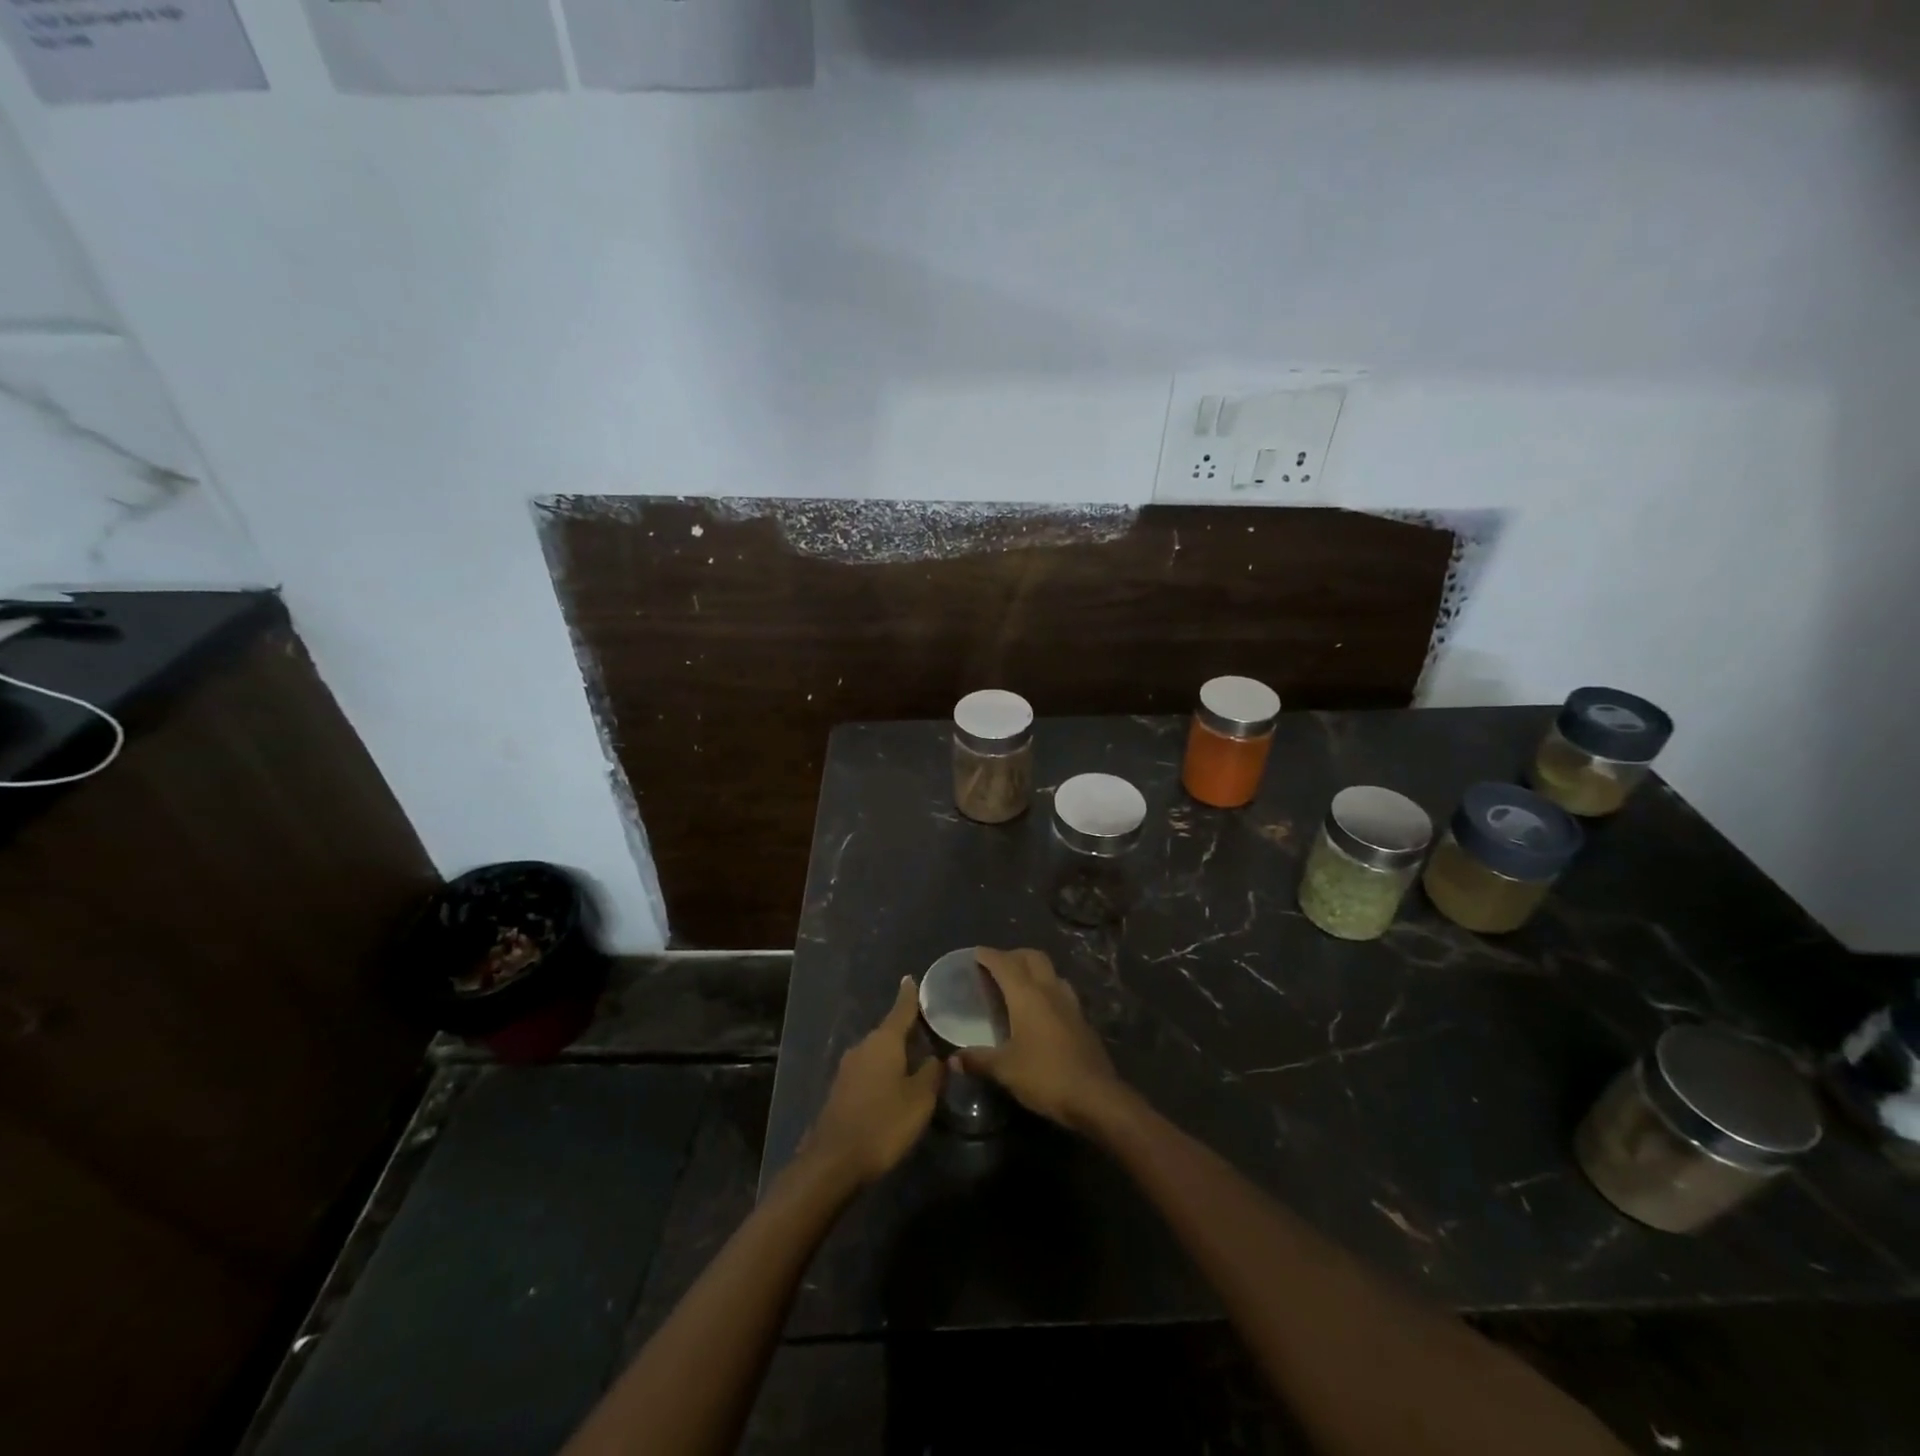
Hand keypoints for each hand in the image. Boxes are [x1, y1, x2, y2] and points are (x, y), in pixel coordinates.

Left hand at [801, 976, 943, 1186]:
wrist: (834, 1161)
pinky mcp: (841, 1089)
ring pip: (878, 1052)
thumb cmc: (883, 1124)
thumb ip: (932, 1074)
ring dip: (895, 1053)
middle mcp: (863, 1046)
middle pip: (889, 1031)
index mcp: (884, 1041)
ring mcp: (848, 1068)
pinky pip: (868, 1070)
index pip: (901, 1009)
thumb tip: (938, 1057)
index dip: (909, 995)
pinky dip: (883, 1070)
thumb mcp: (920, 1100)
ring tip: (916, 1058)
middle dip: (907, 1030)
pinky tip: (895, 1083)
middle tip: (929, 1029)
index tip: (911, 978)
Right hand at [958, 948, 1127, 1131]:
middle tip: (996, 967)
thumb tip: (952, 1060)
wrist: (1095, 1096)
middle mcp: (1049, 990)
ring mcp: (1070, 1003)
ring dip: (1034, 969)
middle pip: (1032, 957)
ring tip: (1019, 985)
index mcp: (1027, 995)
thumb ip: (978, 1060)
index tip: (975, 953)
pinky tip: (1041, 1010)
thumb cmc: (1045, 1076)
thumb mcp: (1005, 1070)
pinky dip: (1047, 989)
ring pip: (1050, 971)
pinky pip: (1061, 991)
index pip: (1005, 963)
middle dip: (1013, 955)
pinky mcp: (1082, 1019)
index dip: (988, 955)